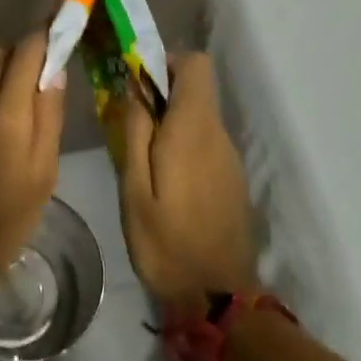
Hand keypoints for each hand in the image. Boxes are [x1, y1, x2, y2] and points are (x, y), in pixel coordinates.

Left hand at [0, 33, 66, 298]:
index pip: (27, 50)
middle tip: (39, 77)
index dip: (46, 37)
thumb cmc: (6, 218)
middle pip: (0, 52)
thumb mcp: (43, 174)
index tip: (60, 36)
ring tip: (10, 96)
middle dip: (23, 54)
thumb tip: (54, 72)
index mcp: (5, 112)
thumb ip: (48, 117)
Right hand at [117, 53, 258, 308]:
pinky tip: (163, 181)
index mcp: (194, 129)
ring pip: (199, 116)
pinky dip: (183, 144)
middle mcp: (218, 135)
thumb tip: (135, 86)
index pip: (196, 64)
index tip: (137, 81)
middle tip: (129, 122)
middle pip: (196, 88)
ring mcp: (229, 158)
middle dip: (162, 92)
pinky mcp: (232, 179)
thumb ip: (136, 131)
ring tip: (141, 156)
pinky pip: (206, 142)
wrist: (217, 298)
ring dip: (170, 121)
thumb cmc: (166, 242)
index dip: (167, 61)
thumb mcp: (134, 188)